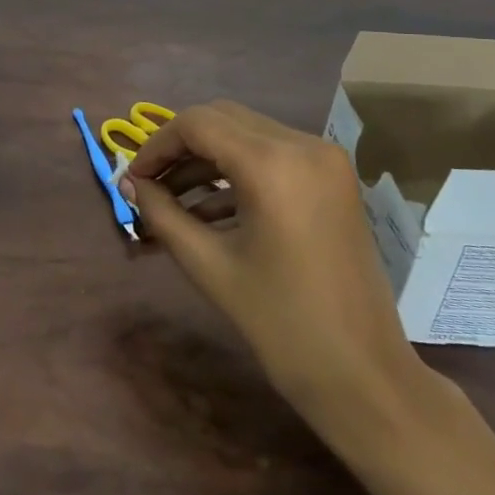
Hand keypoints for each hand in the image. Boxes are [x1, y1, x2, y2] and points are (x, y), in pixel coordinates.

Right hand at [125, 100, 428, 434]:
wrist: (363, 375)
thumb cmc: (281, 324)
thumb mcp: (209, 266)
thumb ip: (162, 214)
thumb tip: (130, 184)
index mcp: (273, 164)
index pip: (197, 124)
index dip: (156, 146)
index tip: (133, 179)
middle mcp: (303, 145)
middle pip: (222, 119)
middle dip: (179, 147)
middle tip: (148, 184)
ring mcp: (324, 159)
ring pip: (246, 134)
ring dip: (206, 158)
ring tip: (171, 199)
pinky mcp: (333, 178)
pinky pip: (272, 155)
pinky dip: (237, 171)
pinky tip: (209, 208)